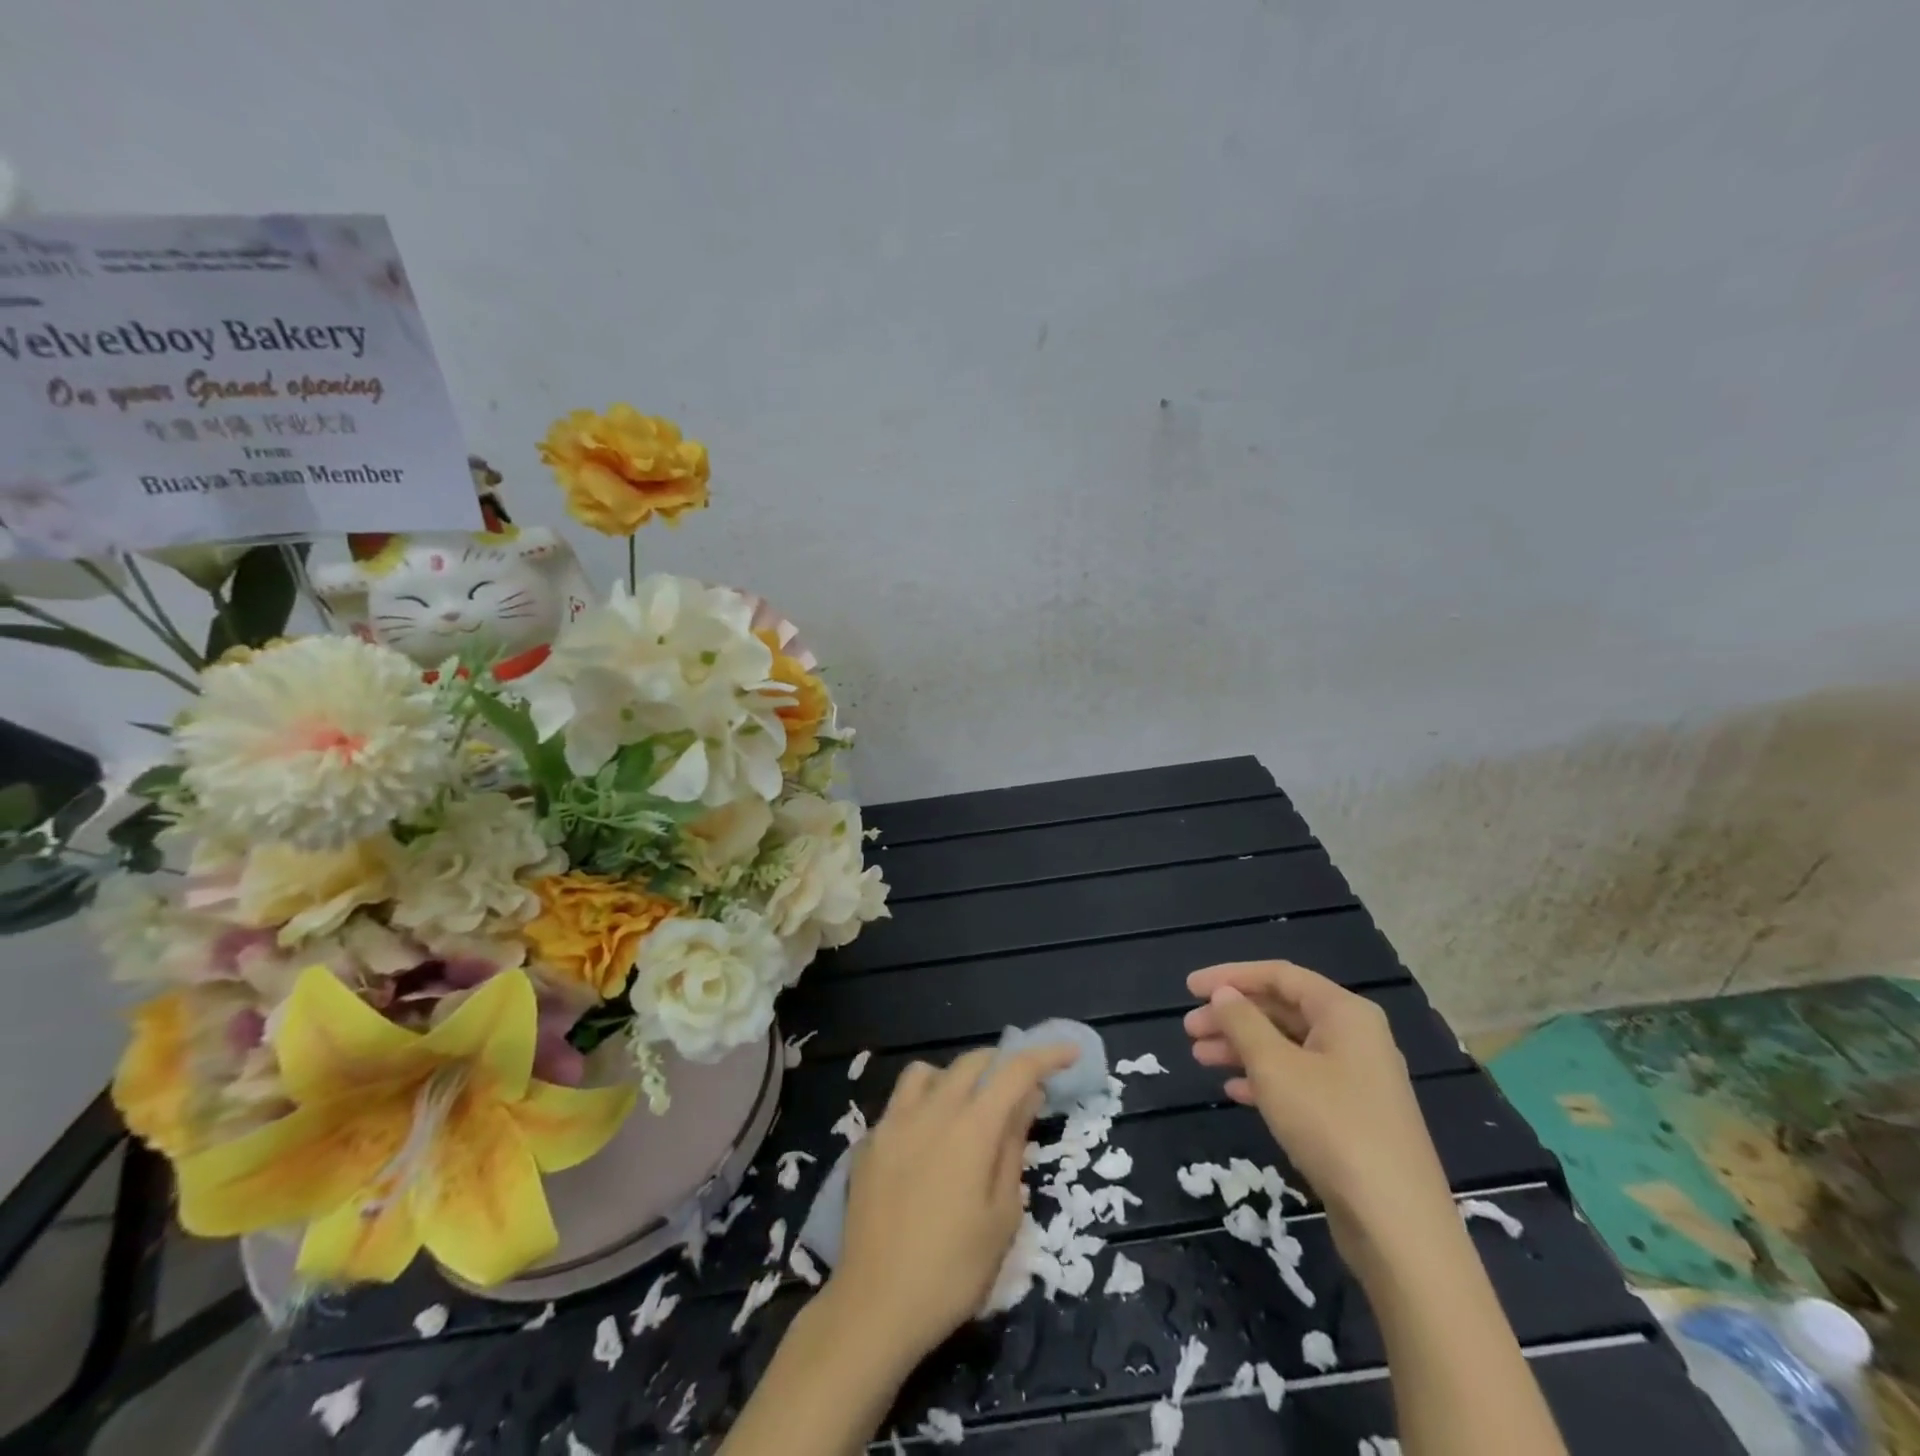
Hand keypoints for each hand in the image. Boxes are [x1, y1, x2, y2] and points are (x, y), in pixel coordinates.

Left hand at [822, 1043, 1078, 1367]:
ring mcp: (894, 1121)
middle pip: (972, 1062)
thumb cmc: (953, 1270)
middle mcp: (932, 1110)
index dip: (1046, 1055)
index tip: (1068, 1051)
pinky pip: (900, 1102)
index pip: (1015, 1071)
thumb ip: (1013, 1147)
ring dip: (955, 1077)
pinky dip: (922, 1104)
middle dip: (1002, 1064)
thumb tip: (1026, 1098)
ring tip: (966, 1108)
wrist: (876, 1305)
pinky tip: (926, 1140)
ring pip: (928, 1072)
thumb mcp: (1003, 1216)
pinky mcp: (868, 1141)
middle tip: (1020, 1088)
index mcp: (972, 1127)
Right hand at [1183, 960, 1454, 1266]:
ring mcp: (1356, 1079)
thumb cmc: (1331, 1126)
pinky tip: (1234, 1092)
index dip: (1230, 977)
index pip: (1279, 976)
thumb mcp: (1275, 1067)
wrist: (1397, 1224)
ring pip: (1287, 1047)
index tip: (1189, 988)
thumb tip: (1224, 994)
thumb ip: (1243, 1023)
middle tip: (1189, 1031)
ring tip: (1200, 1058)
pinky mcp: (1352, 1117)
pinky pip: (1299, 1081)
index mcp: (1344, 1013)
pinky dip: (1264, 1080)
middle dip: (1232, 1017)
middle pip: (1282, 1010)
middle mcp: (1354, 1037)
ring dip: (1242, 1048)